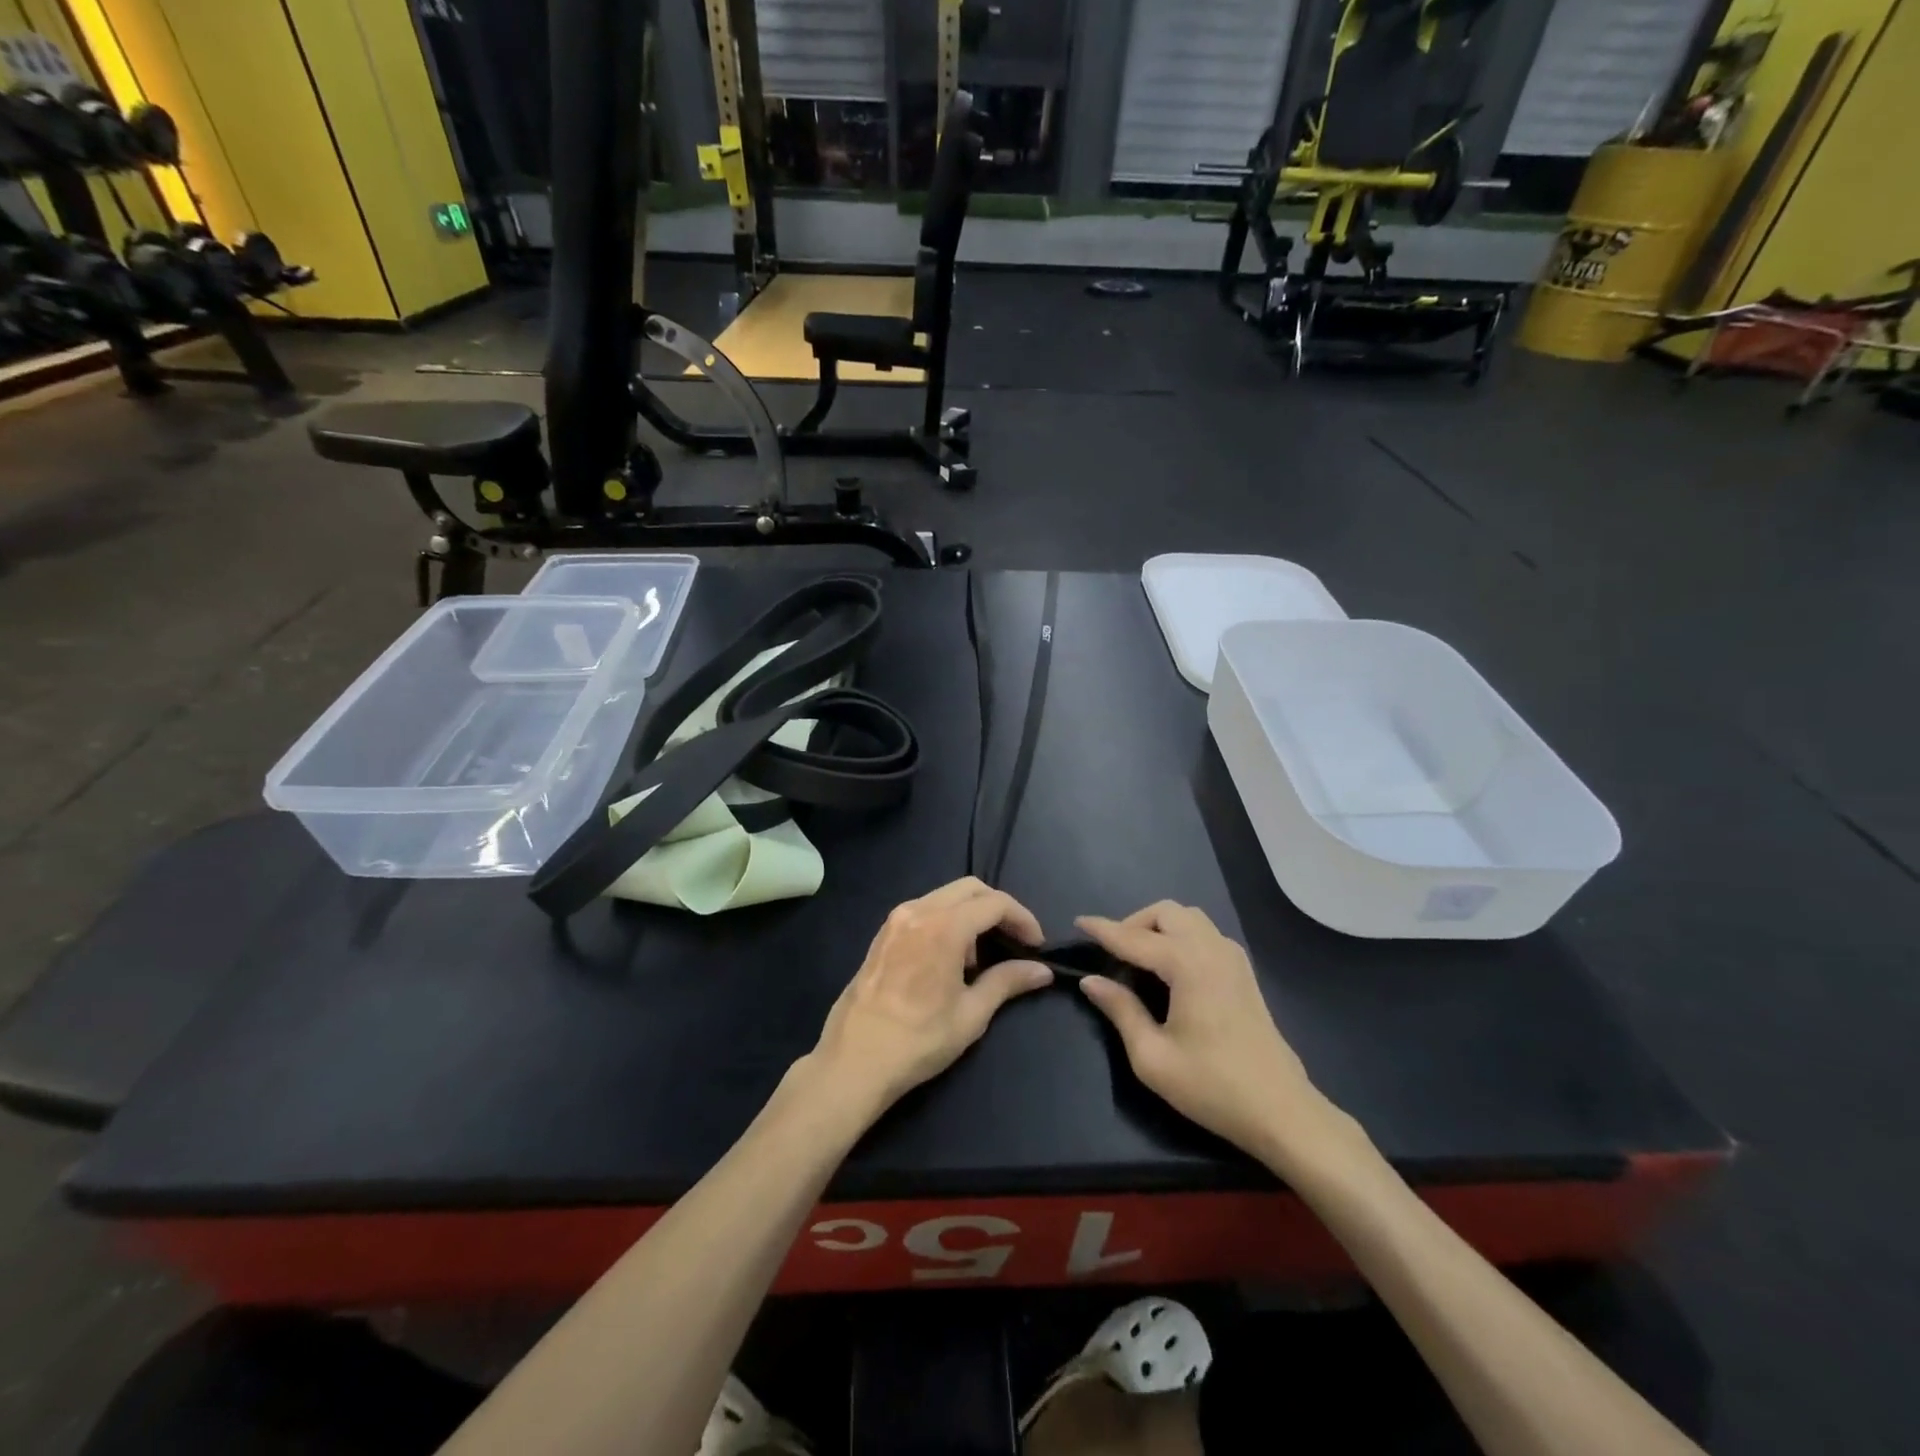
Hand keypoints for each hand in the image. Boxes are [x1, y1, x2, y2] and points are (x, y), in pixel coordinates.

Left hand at [806, 878, 1052, 1122]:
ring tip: (981, 958)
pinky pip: (924, 910)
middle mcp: (918, 910)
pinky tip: (950, 959)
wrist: (854, 1061)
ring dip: (971, 915)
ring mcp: (896, 919)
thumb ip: (1007, 982)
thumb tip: (1041, 971)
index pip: (994, 903)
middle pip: (970, 889)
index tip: (1036, 945)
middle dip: (998, 909)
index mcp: (943, 926)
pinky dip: (946, 921)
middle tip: (1016, 941)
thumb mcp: (971, 1013)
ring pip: (945, 897)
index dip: (1022, 918)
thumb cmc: (919, 1040)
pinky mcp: (883, 933)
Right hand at [1077, 903, 1345, 1168]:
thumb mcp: (1153, 1057)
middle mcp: (1211, 949)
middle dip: (1134, 923)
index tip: (1078, 922)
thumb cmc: (1212, 1086)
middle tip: (1113, 953)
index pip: (1133, 938)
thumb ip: (1120, 1010)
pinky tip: (1170, 968)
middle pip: (1166, 912)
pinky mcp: (1243, 972)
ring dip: (1159, 926)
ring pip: (1189, 918)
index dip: (1103, 929)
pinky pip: (1205, 933)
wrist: (1281, 1111)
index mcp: (1187, 964)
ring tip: (1139, 958)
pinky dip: (1180, 935)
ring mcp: (1233, 958)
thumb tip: (1091, 980)